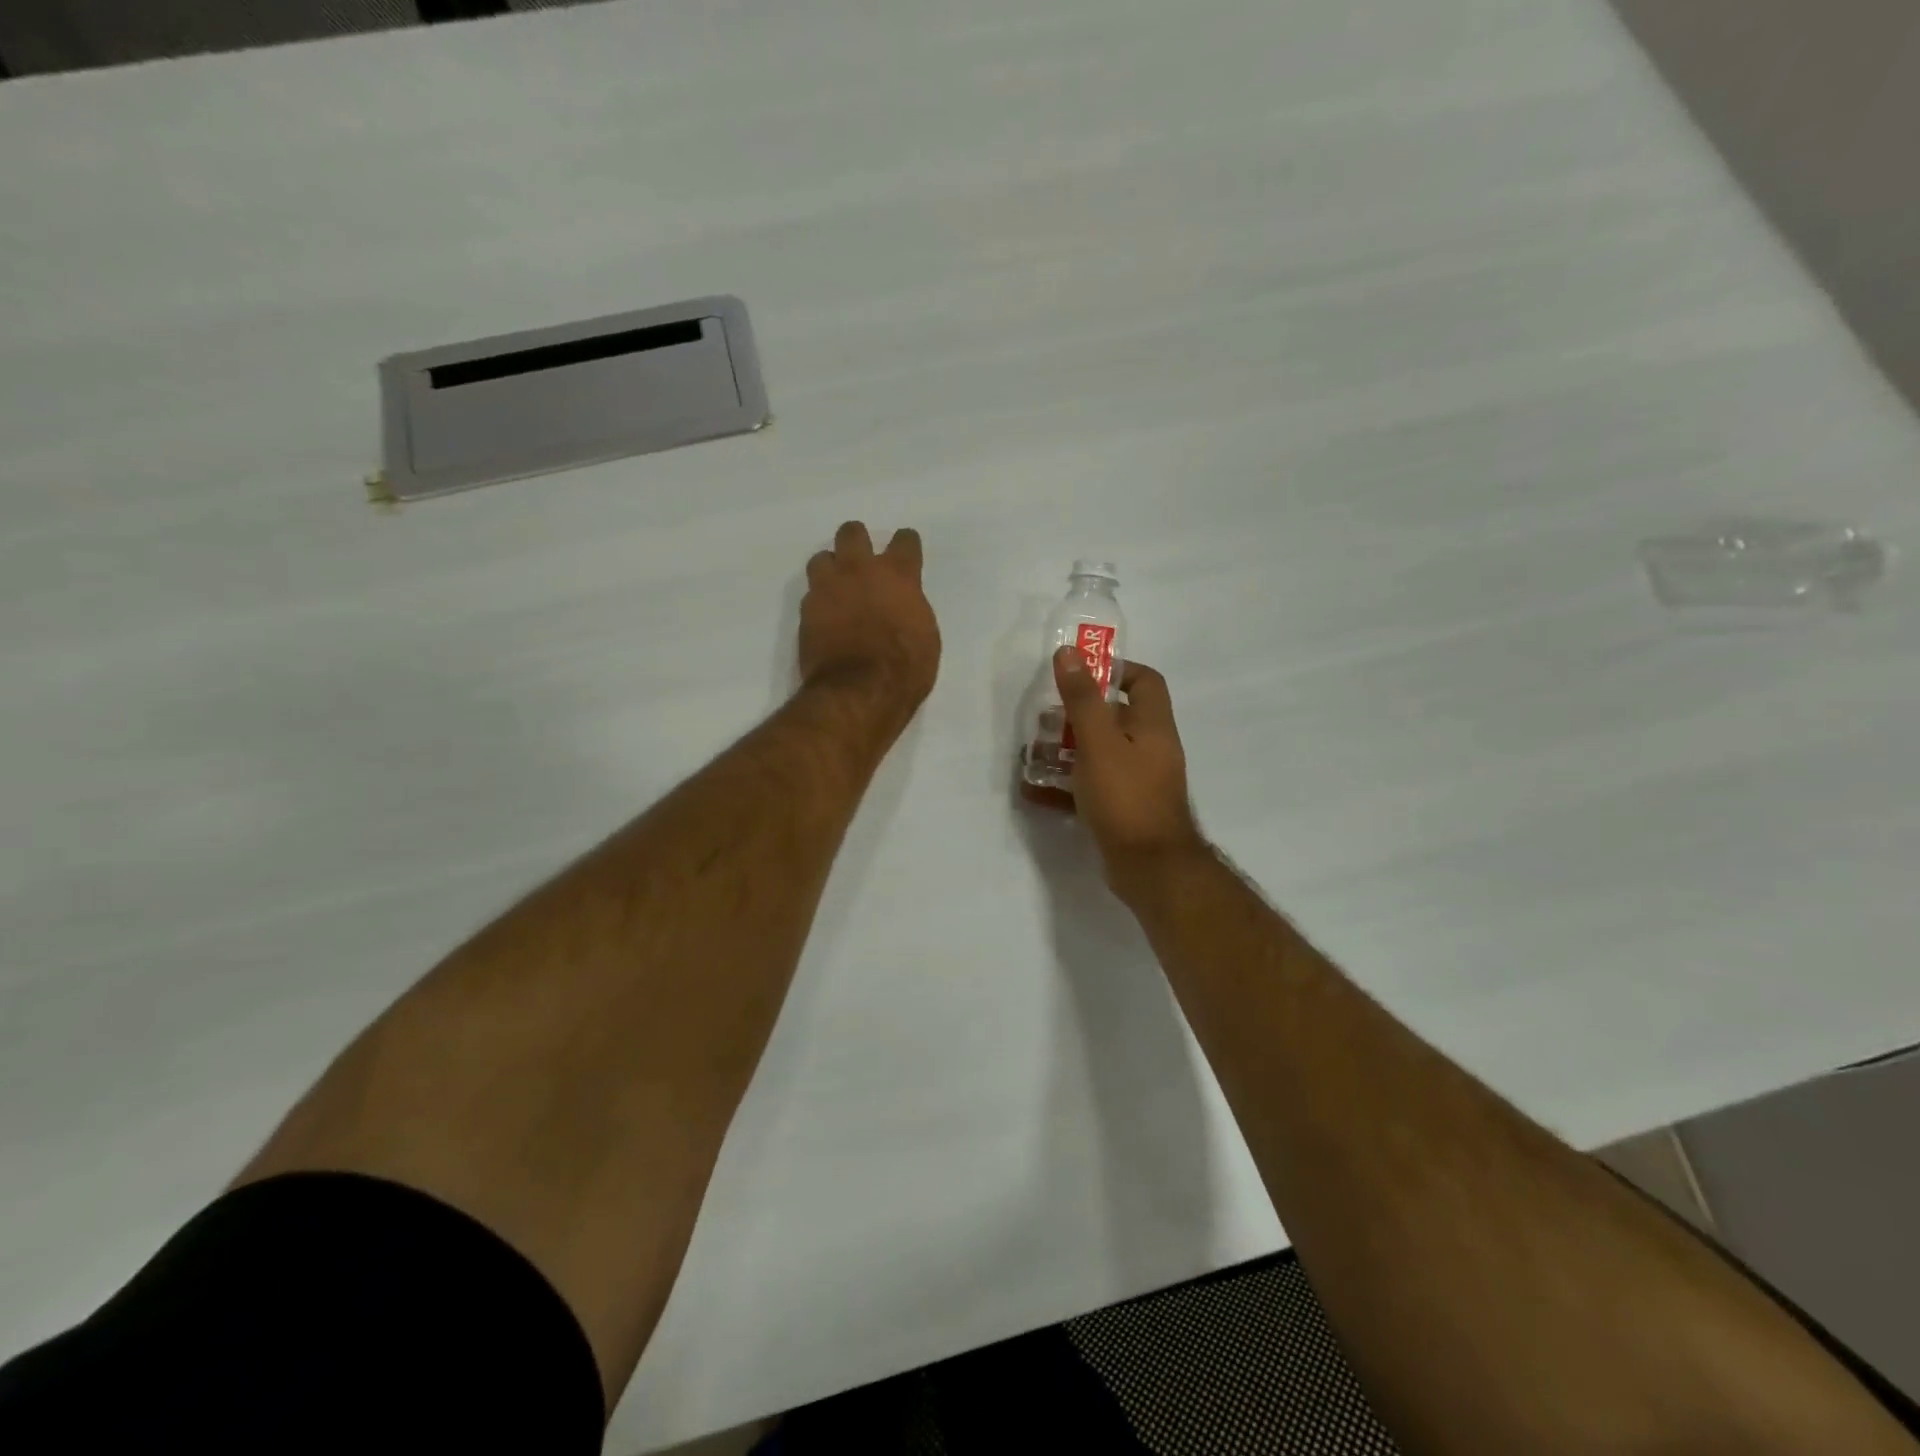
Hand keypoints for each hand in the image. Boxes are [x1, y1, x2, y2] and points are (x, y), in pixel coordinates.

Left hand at [799, 521, 941, 727]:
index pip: (904, 541)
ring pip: (822, 557)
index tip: (905, 553)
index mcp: (898, 576)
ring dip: (831, 568)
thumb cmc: (905, 669)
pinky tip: (826, 616)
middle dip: (857, 542)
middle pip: (852, 533)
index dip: (906, 545)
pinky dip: (819, 600)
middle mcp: (860, 571)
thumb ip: (911, 610)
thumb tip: (902, 607)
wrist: (860, 692)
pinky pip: (810, 592)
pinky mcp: (807, 610)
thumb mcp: (926, 637)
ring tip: (837, 588)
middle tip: (862, 562)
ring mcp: (828, 588)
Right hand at [1030, 649, 1205, 893]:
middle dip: (1076, 715)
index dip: (1116, 670)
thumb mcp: (1098, 742)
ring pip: (1099, 754)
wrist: (1150, 868)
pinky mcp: (1122, 809)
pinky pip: (1091, 787)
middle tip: (1043, 719)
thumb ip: (1083, 699)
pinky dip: (1065, 785)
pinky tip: (1033, 789)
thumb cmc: (1126, 797)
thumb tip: (1069, 653)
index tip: (1079, 674)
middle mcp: (1149, 749)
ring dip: (1065, 750)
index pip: (1144, 681)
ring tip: (1030, 753)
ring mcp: (1137, 782)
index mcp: (1152, 726)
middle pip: (1115, 718)